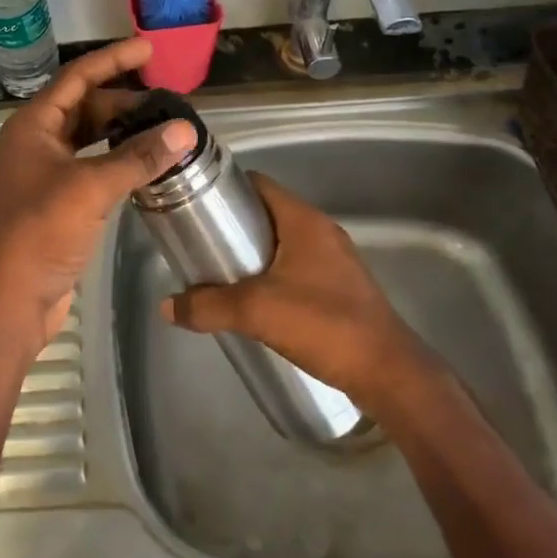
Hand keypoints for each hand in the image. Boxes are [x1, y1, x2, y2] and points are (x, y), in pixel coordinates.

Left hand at [0, 38, 196, 355]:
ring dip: (123, 133)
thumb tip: (184, 131)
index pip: (78, 77)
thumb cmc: (40, 231)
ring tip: (165, 130)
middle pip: (86, 107)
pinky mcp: (59, 201)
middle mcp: (37, 141)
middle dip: (125, 101)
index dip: (113, 59)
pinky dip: (119, 161)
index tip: (149, 48)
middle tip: (168, 103)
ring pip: (91, 139)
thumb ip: (138, 157)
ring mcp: (46, 173)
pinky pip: (94, 167)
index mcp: (33, 124)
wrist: (9, 298)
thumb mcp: (90, 187)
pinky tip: (147, 165)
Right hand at [162, 173, 425, 407]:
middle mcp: (321, 232)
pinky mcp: (341, 288)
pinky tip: (255, 302)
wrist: (389, 373)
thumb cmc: (324, 325)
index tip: (196, 205)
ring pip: (283, 243)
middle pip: (268, 213)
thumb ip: (208, 306)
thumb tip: (167, 307)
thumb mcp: (256, 311)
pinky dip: (273, 275)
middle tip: (202, 244)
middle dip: (234, 225)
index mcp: (304, 221)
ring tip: (221, 274)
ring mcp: (335, 260)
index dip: (227, 189)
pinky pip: (297, 268)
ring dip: (253, 254)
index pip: (259, 184)